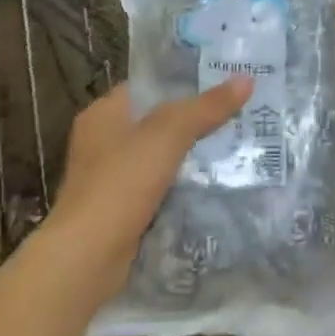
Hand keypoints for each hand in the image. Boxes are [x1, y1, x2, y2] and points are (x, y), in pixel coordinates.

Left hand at [43, 78, 251, 303]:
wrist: (88, 256)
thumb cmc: (121, 182)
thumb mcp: (169, 135)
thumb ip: (206, 107)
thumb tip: (246, 79)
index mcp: (103, 113)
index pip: (148, 86)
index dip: (184, 81)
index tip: (223, 81)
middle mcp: (101, 140)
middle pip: (156, 121)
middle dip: (193, 120)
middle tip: (238, 113)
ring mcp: (108, 177)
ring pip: (158, 156)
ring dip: (189, 155)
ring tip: (234, 145)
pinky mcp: (118, 208)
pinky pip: (157, 186)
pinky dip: (180, 185)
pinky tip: (211, 183)